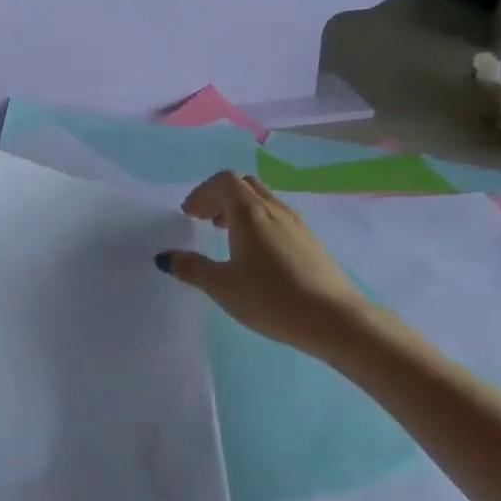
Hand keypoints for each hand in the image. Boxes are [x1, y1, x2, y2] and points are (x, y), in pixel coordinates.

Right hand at [159, 172, 371, 356]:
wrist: (335, 319)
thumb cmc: (271, 298)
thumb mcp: (222, 286)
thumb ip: (191, 268)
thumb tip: (165, 257)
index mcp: (250, 213)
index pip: (223, 181)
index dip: (201, 193)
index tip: (188, 215)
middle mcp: (274, 209)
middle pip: (243, 185)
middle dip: (218, 197)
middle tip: (202, 220)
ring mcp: (295, 224)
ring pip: (261, 200)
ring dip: (237, 209)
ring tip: (224, 235)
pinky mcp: (308, 241)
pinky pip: (275, 217)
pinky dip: (256, 222)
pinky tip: (252, 254)